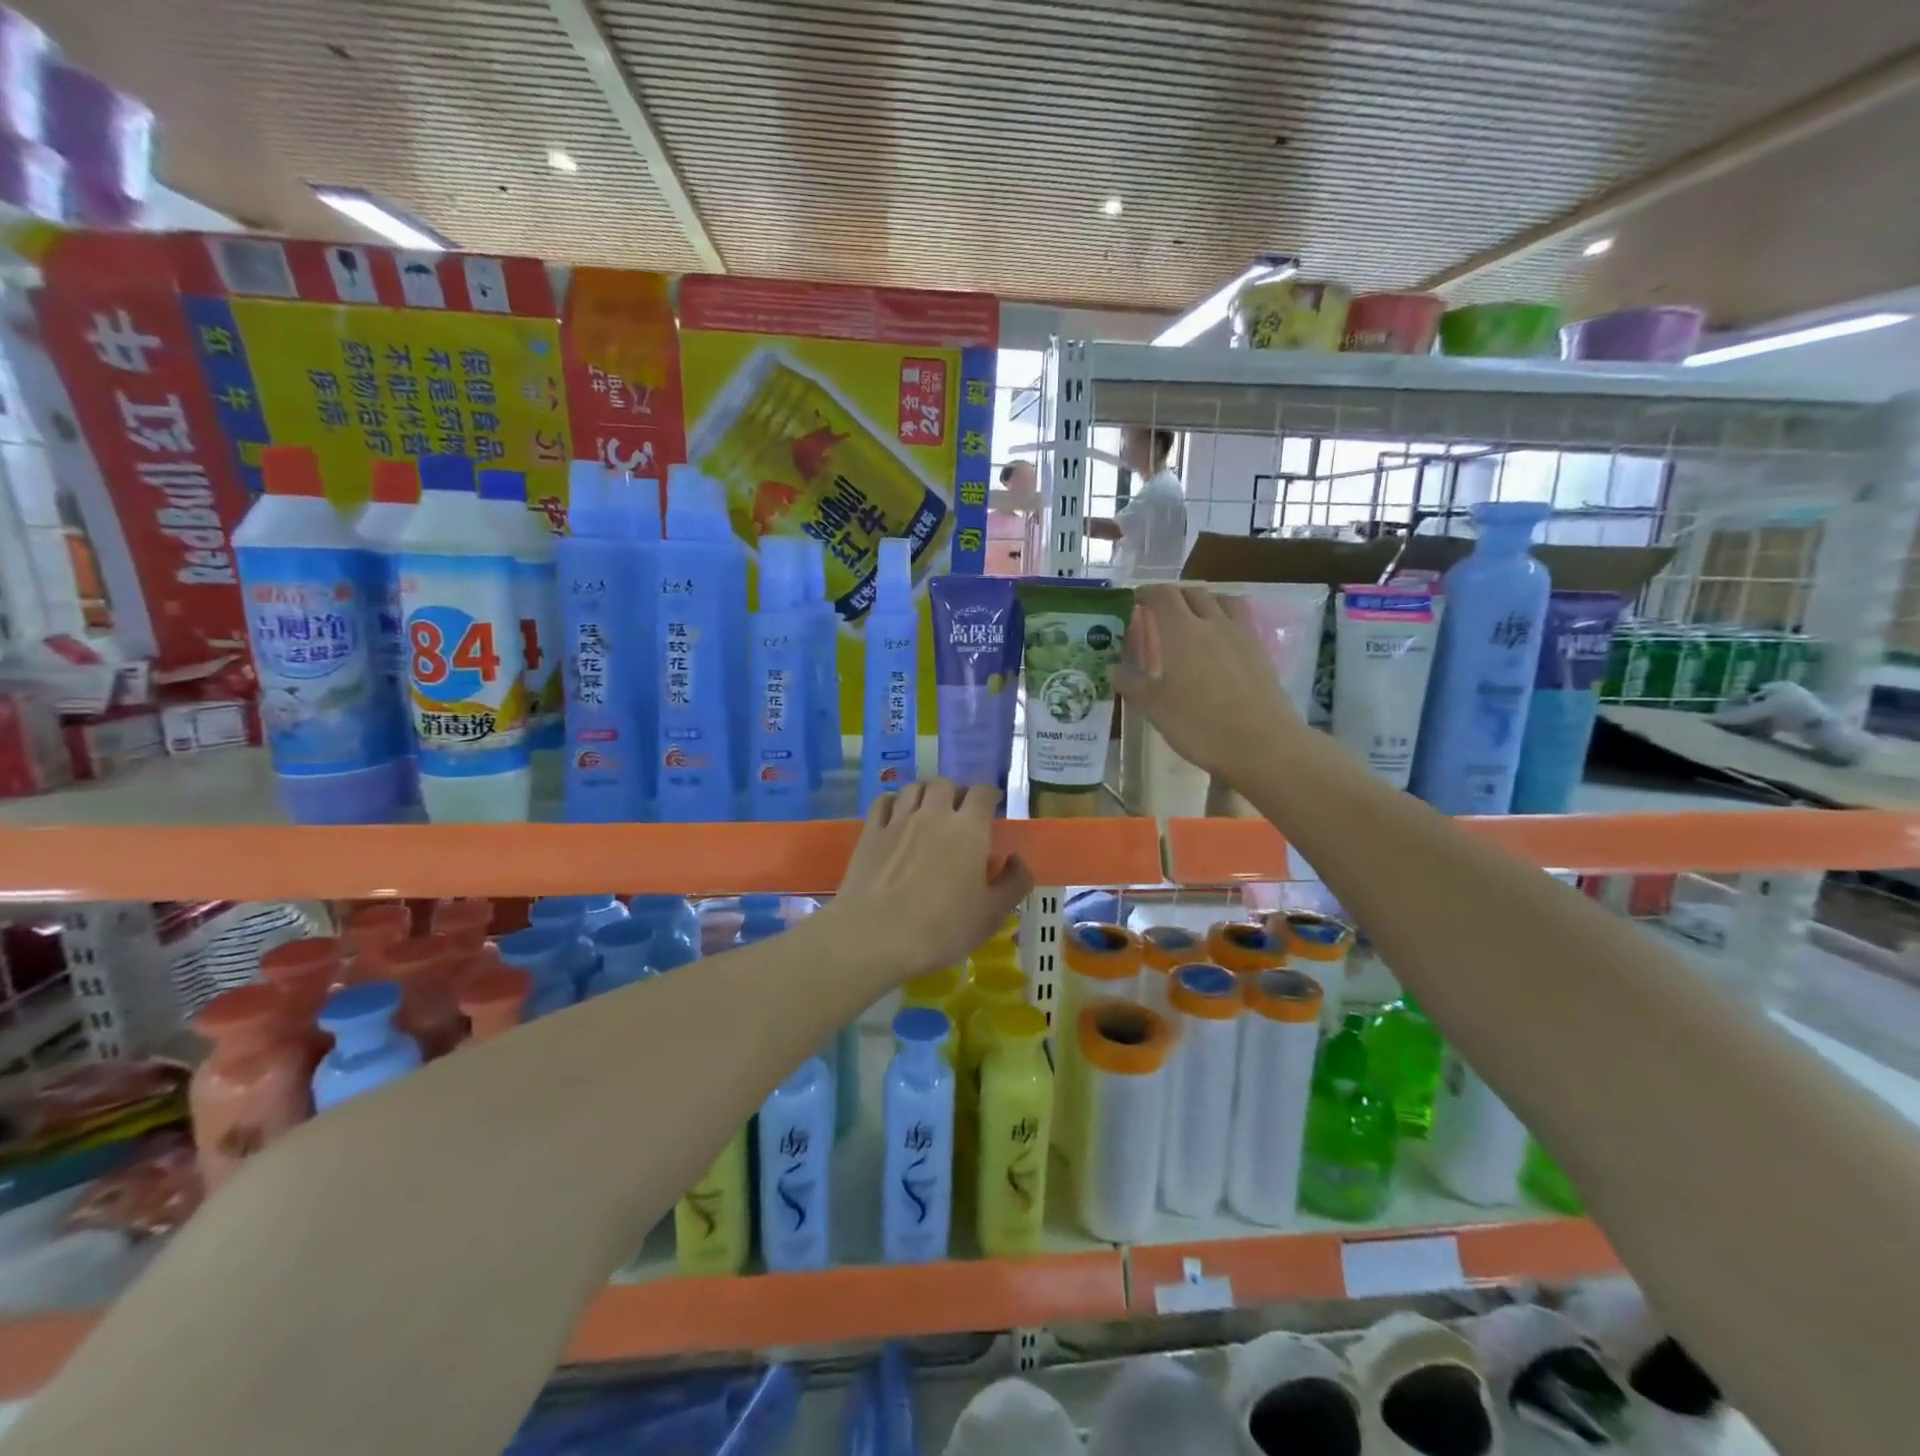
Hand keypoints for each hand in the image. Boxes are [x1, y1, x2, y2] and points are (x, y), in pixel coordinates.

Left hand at [833, 780, 1034, 979]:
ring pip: (914, 788)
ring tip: (928, 811)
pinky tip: (896, 816)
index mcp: (968, 829)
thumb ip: (1014, 883)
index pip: (982, 793)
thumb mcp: (992, 914)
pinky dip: (894, 802)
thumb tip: (1017, 859)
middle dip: (955, 793)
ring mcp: (898, 821)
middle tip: (959, 813)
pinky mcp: (870, 833)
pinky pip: (884, 802)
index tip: (992, 806)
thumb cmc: (942, 928)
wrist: (876, 936)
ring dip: (926, 794)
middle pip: (945, 784)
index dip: (989, 795)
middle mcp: (933, 814)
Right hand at [1114, 584, 1307, 781]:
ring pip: (1221, 601)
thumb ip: (1131, 683)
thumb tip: (1114, 669)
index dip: (1145, 593)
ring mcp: (1241, 636)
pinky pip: (1239, 621)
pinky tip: (1218, 644)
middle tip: (1157, 613)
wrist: (1263, 745)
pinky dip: (1223, 620)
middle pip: (1192, 593)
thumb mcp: (1154, 708)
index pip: (1162, 595)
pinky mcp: (1260, 652)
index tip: (1133, 602)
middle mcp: (1213, 623)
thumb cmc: (1200, 724)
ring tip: (1191, 620)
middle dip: (1172, 596)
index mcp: (1182, 632)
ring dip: (1202, 602)